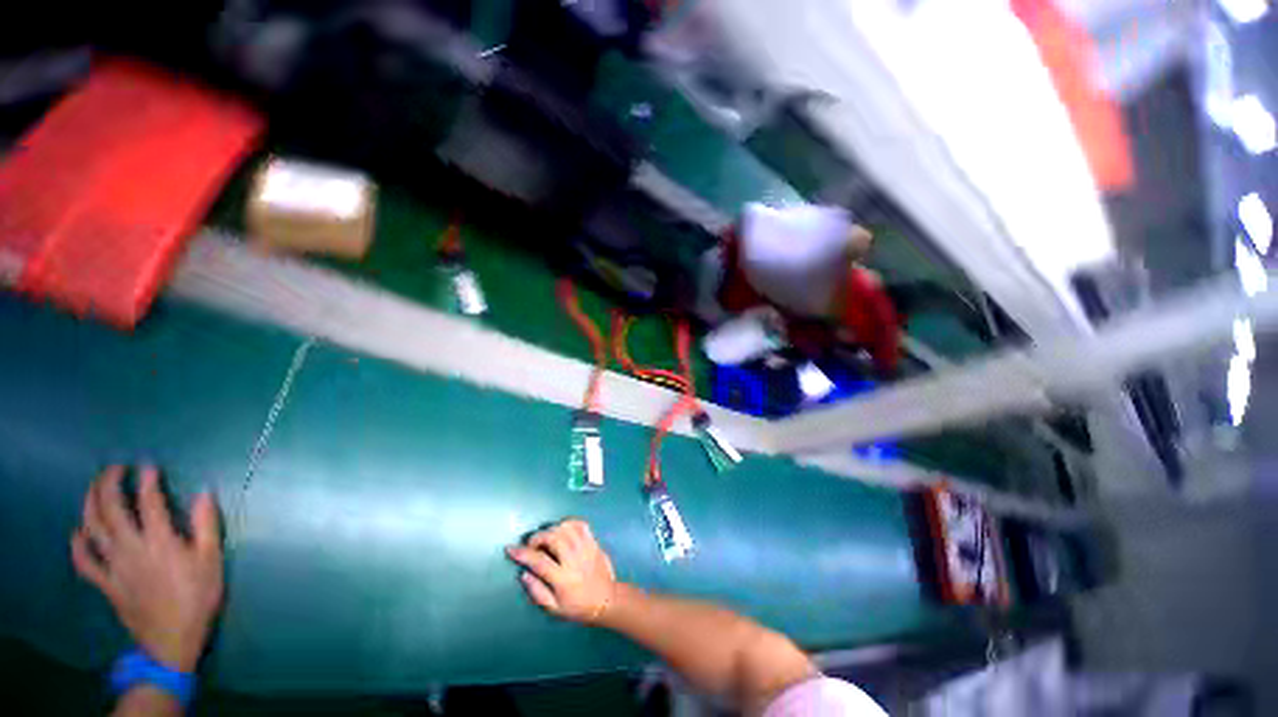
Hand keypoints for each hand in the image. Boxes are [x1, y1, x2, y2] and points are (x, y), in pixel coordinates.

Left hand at [70, 466, 223, 671]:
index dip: (147, 481)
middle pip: (110, 510)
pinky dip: (77, 543)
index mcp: (159, 542)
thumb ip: (206, 525)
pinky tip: (79, 532)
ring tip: (95, 488)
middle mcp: (130, 548)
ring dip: (90, 503)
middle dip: (109, 484)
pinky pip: (84, 561)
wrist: (173, 639)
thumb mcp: (212, 560)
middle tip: (115, 469)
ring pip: (91, 528)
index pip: (148, 502)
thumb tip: (204, 493)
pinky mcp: (105, 582)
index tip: (149, 467)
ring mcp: (113, 566)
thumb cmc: (198, 596)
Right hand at [507, 519, 616, 623]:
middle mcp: (575, 560)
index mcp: (563, 579)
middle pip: (554, 538)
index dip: (523, 554)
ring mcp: (586, 548)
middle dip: (538, 537)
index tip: (510, 549)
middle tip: (531, 544)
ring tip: (546, 538)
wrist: (607, 600)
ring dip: (552, 529)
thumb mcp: (554, 608)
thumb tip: (524, 573)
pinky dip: (569, 522)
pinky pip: (581, 524)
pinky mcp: (594, 542)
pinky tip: (562, 529)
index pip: (539, 561)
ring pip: (567, 529)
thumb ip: (537, 591)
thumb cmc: (578, 607)